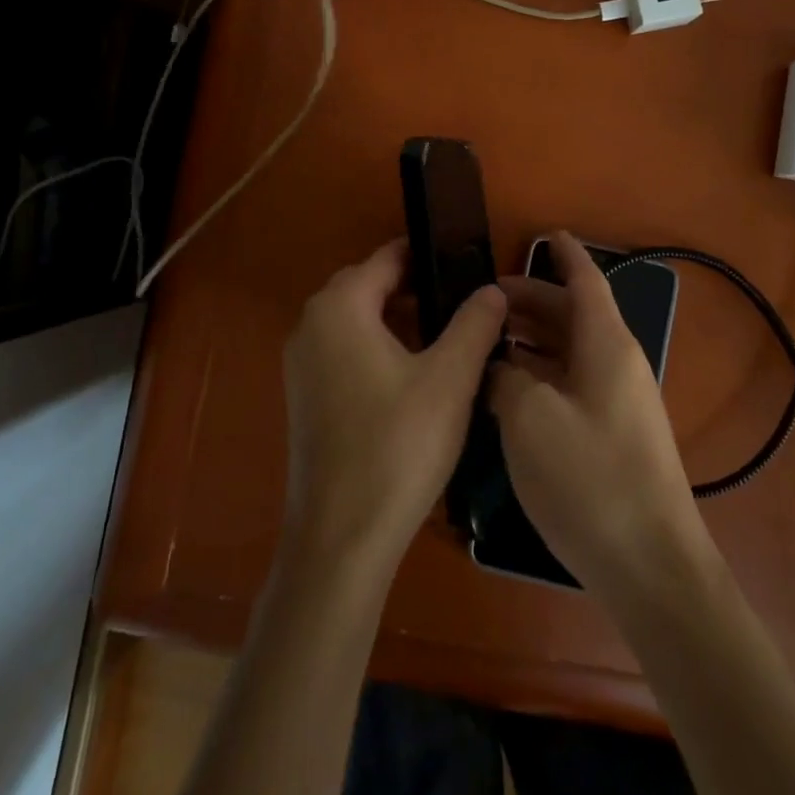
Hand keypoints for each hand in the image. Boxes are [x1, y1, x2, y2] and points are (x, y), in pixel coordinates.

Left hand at [280, 240, 507, 579]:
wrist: (341, 538)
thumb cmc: (397, 446)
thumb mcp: (449, 380)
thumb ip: (474, 324)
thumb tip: (493, 289)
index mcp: (339, 306)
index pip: (387, 259)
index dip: (428, 256)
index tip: (467, 265)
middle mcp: (311, 324)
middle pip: (369, 287)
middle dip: (415, 290)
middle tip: (464, 306)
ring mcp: (301, 362)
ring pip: (357, 321)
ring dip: (398, 321)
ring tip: (448, 341)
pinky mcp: (304, 396)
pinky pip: (345, 350)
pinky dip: (377, 349)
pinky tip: (414, 378)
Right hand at [492, 232, 714, 605]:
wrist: (651, 568)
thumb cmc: (589, 479)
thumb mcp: (529, 418)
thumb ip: (506, 378)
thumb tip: (499, 367)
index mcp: (605, 345)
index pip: (586, 281)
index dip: (566, 255)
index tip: (546, 233)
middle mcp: (617, 364)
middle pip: (574, 315)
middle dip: (532, 300)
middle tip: (483, 299)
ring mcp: (618, 403)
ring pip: (571, 351)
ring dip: (533, 338)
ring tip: (487, 339)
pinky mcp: (612, 436)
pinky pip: (572, 383)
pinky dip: (541, 373)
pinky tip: (508, 389)